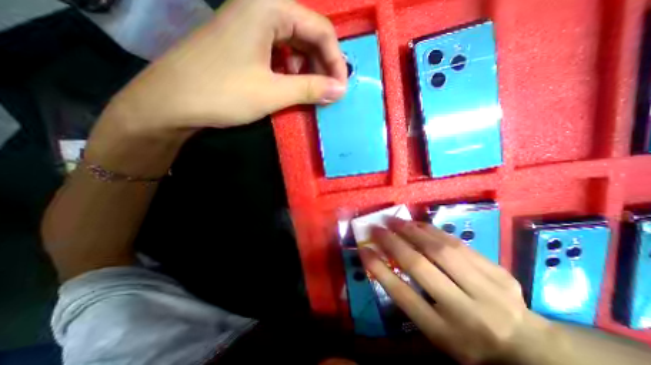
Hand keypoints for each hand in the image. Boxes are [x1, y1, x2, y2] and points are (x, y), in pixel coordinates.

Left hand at [89, 0, 348, 175]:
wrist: (171, 103)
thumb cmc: (223, 93)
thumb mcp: (273, 92)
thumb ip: (310, 89)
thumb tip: (340, 91)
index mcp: (268, 7)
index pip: (321, 29)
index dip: (336, 61)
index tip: (341, 88)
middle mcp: (261, 7)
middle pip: (308, 34)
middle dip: (324, 65)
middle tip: (330, 92)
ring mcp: (251, 26)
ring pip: (295, 45)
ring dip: (309, 69)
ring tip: (314, 92)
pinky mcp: (245, 44)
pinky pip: (280, 53)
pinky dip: (293, 71)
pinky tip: (293, 86)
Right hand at [358, 219, 575, 364]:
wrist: (527, 346)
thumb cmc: (467, 340)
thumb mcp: (435, 331)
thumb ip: (411, 299)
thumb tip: (385, 263)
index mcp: (445, 333)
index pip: (403, 295)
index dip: (378, 269)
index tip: (363, 249)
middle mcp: (465, 311)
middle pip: (420, 266)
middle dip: (392, 242)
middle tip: (376, 228)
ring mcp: (487, 289)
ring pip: (440, 249)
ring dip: (411, 230)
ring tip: (394, 221)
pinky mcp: (498, 271)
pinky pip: (457, 243)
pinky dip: (432, 230)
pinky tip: (418, 224)